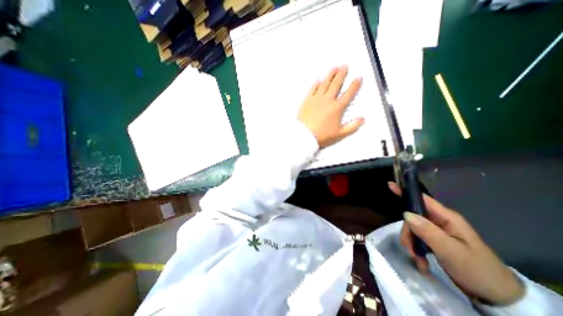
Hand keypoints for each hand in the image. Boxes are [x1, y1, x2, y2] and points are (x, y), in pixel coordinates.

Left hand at [298, 65, 364, 149]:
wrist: (304, 135)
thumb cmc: (321, 135)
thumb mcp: (339, 134)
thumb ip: (352, 127)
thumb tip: (362, 119)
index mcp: (337, 108)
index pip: (348, 94)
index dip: (354, 85)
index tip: (358, 78)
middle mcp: (327, 100)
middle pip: (336, 84)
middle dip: (342, 74)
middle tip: (345, 66)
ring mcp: (316, 99)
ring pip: (325, 84)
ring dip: (330, 75)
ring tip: (334, 68)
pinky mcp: (307, 100)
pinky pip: (312, 89)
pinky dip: (316, 84)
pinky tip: (318, 80)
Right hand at [390, 182, 525, 305]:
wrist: (497, 296)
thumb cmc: (477, 270)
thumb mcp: (451, 251)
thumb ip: (427, 231)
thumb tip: (405, 213)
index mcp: (446, 218)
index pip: (422, 199)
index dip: (405, 192)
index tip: (389, 184)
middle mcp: (439, 221)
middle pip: (412, 218)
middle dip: (408, 234)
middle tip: (411, 251)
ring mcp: (436, 231)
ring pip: (412, 230)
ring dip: (411, 245)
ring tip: (419, 262)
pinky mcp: (434, 241)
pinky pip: (416, 240)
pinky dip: (416, 251)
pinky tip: (422, 263)